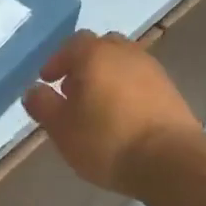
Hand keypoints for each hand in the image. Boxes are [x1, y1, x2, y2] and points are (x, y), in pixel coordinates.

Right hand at [23, 31, 200, 194]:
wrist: (169, 161)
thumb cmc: (105, 140)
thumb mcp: (60, 127)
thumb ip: (42, 105)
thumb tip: (34, 90)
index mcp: (96, 55)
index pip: (72, 44)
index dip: (57, 61)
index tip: (48, 81)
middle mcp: (126, 53)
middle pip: (101, 48)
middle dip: (84, 65)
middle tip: (72, 90)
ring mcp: (153, 71)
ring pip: (123, 65)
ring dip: (107, 78)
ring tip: (96, 108)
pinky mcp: (171, 91)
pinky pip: (141, 82)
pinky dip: (127, 92)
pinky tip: (121, 118)